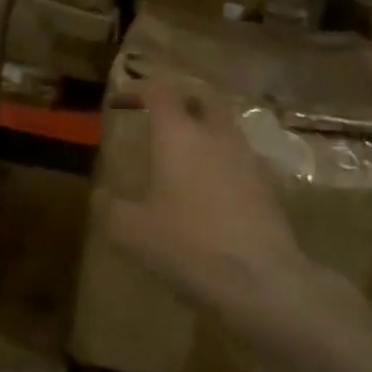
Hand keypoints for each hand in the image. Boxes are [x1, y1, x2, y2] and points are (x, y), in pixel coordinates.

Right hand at [98, 81, 348, 322]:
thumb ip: (109, 207)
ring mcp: (248, 158)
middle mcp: (216, 136)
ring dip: (203, 128)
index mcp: (178, 135)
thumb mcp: (130, 232)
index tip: (119, 102)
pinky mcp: (269, 185)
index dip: (136, 89)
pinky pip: (241, 157)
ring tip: (183, 153)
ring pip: (224, 125)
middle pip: (201, 96)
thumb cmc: (188, 247)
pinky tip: (211, 187)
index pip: (158, 90)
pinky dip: (222, 160)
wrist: (261, 282)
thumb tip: (102, 194)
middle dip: (177, 98)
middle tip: (157, 115)